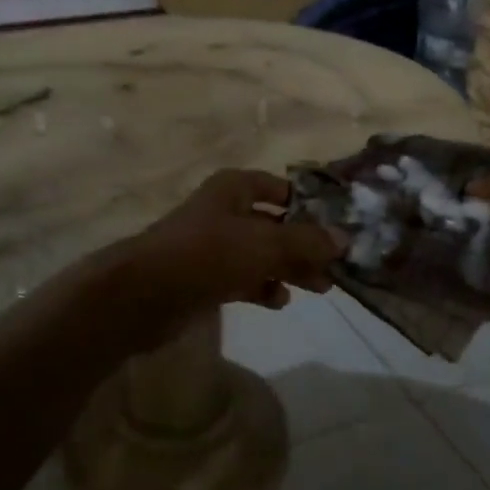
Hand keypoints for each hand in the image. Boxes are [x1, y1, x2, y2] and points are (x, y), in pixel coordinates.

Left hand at [106, 170, 346, 348]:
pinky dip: (262, 286)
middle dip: (305, 244)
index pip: (282, 189)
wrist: (143, 294)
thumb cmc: (207, 254)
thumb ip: (306, 242)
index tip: (339, 228)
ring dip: (289, 268)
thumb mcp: (264, 243)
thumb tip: (346, 238)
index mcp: (235, 188)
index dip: (311, 206)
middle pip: (275, 224)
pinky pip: (243, 277)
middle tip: (336, 267)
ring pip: (261, 253)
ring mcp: (213, 245)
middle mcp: (225, 210)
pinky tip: (279, 300)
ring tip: (320, 288)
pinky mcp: (205, 277)